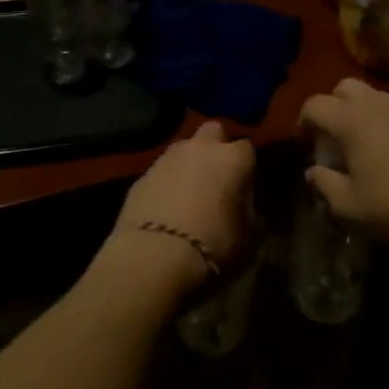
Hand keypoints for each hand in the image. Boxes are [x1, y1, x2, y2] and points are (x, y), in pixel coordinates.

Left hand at [110, 121, 255, 291]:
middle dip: (216, 147)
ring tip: (187, 194)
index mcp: (232, 159)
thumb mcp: (246, 238)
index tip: (243, 189)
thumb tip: (243, 207)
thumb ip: (247, 213)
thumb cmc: (212, 246)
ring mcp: (167, 158)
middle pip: (213, 132)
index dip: (245, 168)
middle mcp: (200, 148)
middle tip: (216, 177)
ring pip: (183, 148)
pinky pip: (161, 172)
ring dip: (188, 163)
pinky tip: (164, 208)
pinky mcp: (141, 175)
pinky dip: (165, 183)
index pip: (247, 148)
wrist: (153, 257)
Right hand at [298, 79, 388, 245]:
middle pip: (344, 87)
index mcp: (350, 118)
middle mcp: (376, 104)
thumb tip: (312, 171)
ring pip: (373, 97)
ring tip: (360, 144)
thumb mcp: (348, 204)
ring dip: (360, 112)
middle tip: (330, 136)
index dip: (302, 122)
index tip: (303, 144)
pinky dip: (384, 123)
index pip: (314, 104)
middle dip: (332, 105)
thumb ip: (324, 183)